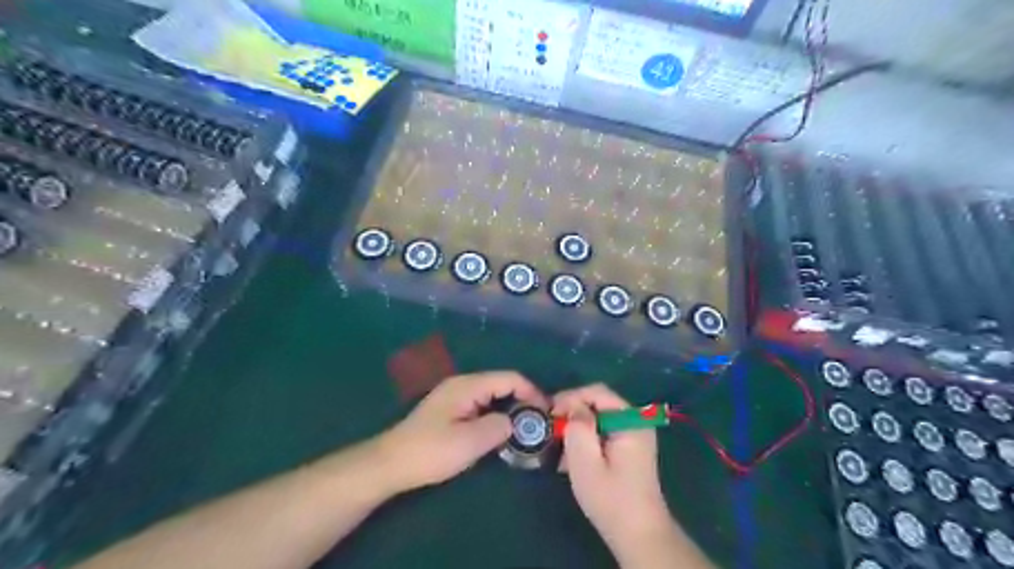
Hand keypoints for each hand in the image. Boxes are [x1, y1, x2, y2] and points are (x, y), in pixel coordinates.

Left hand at [373, 371, 545, 490]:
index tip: (546, 412)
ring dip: (509, 408)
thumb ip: (498, 427)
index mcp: (468, 386)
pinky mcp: (450, 410)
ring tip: (524, 429)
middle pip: (501, 384)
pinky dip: (496, 414)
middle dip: (523, 399)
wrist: (391, 463)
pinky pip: (481, 405)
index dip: (531, 392)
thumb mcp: (470, 442)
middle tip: (538, 423)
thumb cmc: (430, 451)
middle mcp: (462, 384)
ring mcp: (455, 396)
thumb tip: (514, 422)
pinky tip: (500, 431)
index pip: (509, 378)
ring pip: (492, 395)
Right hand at [551, 384, 675, 561]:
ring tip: (559, 446)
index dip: (571, 397)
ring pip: (599, 417)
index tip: (550, 413)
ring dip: (578, 427)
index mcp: (631, 420)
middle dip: (573, 412)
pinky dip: (587, 438)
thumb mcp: (585, 461)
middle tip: (552, 428)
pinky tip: (573, 457)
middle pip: (599, 402)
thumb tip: (573, 406)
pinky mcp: (629, 447)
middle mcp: (636, 421)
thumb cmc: (610, 498)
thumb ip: (578, 426)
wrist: (638, 535)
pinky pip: (603, 431)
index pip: (597, 392)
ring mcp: (634, 434)